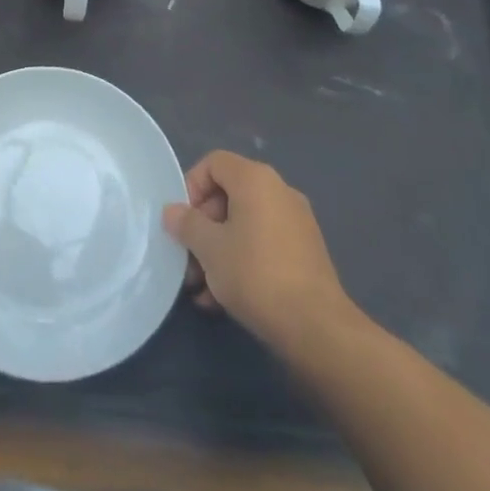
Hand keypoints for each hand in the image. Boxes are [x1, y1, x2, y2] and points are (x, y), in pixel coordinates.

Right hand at [162, 150, 354, 356]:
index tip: (183, 221)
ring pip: (244, 225)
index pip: (214, 163)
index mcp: (256, 179)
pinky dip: (241, 261)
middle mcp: (279, 191)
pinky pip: (263, 244)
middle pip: (228, 195)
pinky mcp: (305, 253)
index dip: (191, 186)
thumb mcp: (209, 248)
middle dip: (202, 227)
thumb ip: (186, 223)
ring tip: (201, 288)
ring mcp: (296, 223)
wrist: (316, 327)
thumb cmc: (255, 274)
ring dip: (218, 250)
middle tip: (189, 259)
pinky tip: (223, 299)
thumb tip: (173, 211)